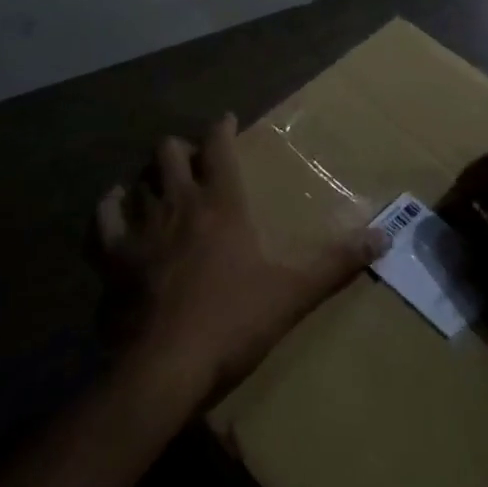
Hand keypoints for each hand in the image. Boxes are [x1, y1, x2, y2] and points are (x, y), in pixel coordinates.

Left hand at [97, 115, 388, 404]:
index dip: (222, 127)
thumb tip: (384, 236)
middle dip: (181, 148)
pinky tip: (115, 208)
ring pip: (138, 179)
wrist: (166, 367)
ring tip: (157, 181)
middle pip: (170, 152)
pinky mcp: (113, 257)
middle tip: (192, 157)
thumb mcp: (294, 292)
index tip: (227, 119)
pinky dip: (110, 208)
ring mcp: (141, 228)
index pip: (219, 146)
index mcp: (222, 203)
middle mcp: (179, 203)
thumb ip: (337, 263)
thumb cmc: (234, 321)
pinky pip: (104, 219)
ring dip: (148, 175)